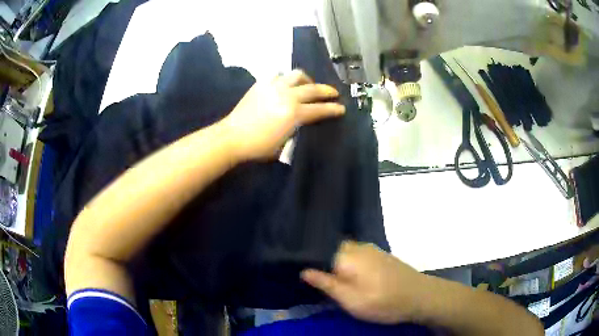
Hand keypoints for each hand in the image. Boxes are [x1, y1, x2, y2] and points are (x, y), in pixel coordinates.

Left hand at [223, 70, 344, 160]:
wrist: (233, 137)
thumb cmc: (259, 146)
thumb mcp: (284, 143)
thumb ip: (296, 129)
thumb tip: (301, 121)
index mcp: (294, 114)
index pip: (320, 109)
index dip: (333, 109)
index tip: (342, 108)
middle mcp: (287, 96)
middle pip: (313, 89)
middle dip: (327, 91)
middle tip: (334, 93)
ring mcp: (274, 87)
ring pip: (296, 75)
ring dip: (307, 79)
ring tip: (308, 84)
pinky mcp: (262, 84)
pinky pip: (277, 74)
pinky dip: (285, 77)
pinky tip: (285, 83)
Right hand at [301, 241, 427, 323]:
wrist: (419, 296)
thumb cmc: (383, 301)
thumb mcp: (350, 300)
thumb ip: (327, 284)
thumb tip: (304, 271)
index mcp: (347, 256)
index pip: (319, 250)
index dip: (309, 261)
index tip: (302, 273)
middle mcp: (358, 247)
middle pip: (332, 249)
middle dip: (323, 261)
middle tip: (318, 281)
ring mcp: (372, 249)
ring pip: (346, 251)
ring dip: (337, 263)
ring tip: (333, 280)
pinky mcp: (381, 255)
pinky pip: (358, 254)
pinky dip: (351, 263)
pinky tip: (353, 277)